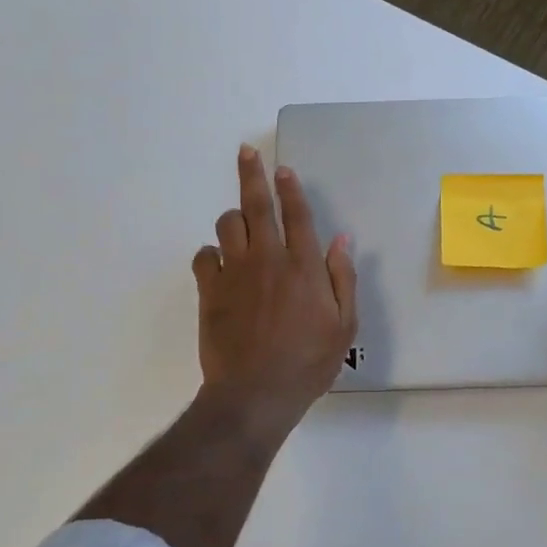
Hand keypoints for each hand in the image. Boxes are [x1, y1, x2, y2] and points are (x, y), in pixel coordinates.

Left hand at [192, 145, 357, 438]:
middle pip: (257, 205)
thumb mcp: (344, 325)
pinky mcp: (209, 291)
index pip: (297, 215)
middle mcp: (268, 259)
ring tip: (241, 226)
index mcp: (304, 266)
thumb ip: (342, 278)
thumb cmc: (308, 362)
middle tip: (246, 153)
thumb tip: (341, 239)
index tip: (282, 169)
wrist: (256, 393)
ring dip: (234, 218)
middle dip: (252, 174)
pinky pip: (203, 256)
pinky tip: (219, 264)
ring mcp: (235, 273)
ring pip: (227, 225)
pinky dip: (211, 254)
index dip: (290, 189)